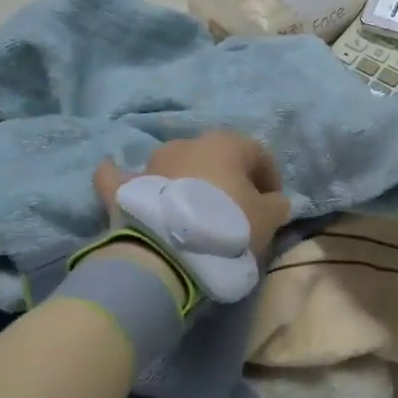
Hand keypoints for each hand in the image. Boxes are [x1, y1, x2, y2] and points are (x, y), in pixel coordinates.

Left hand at [94, 131, 291, 255]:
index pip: (258, 154)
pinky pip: (122, 177)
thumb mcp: (270, 219)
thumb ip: (277, 204)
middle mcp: (188, 143)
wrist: (168, 253)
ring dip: (187, 180)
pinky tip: (121, 177)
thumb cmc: (228, 227)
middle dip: (228, 178)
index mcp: (227, 143)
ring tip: (195, 211)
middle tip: (236, 208)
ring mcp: (152, 163)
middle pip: (216, 157)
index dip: (270, 178)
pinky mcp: (124, 187)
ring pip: (176, 165)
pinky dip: (126, 178)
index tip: (273, 204)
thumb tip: (273, 200)